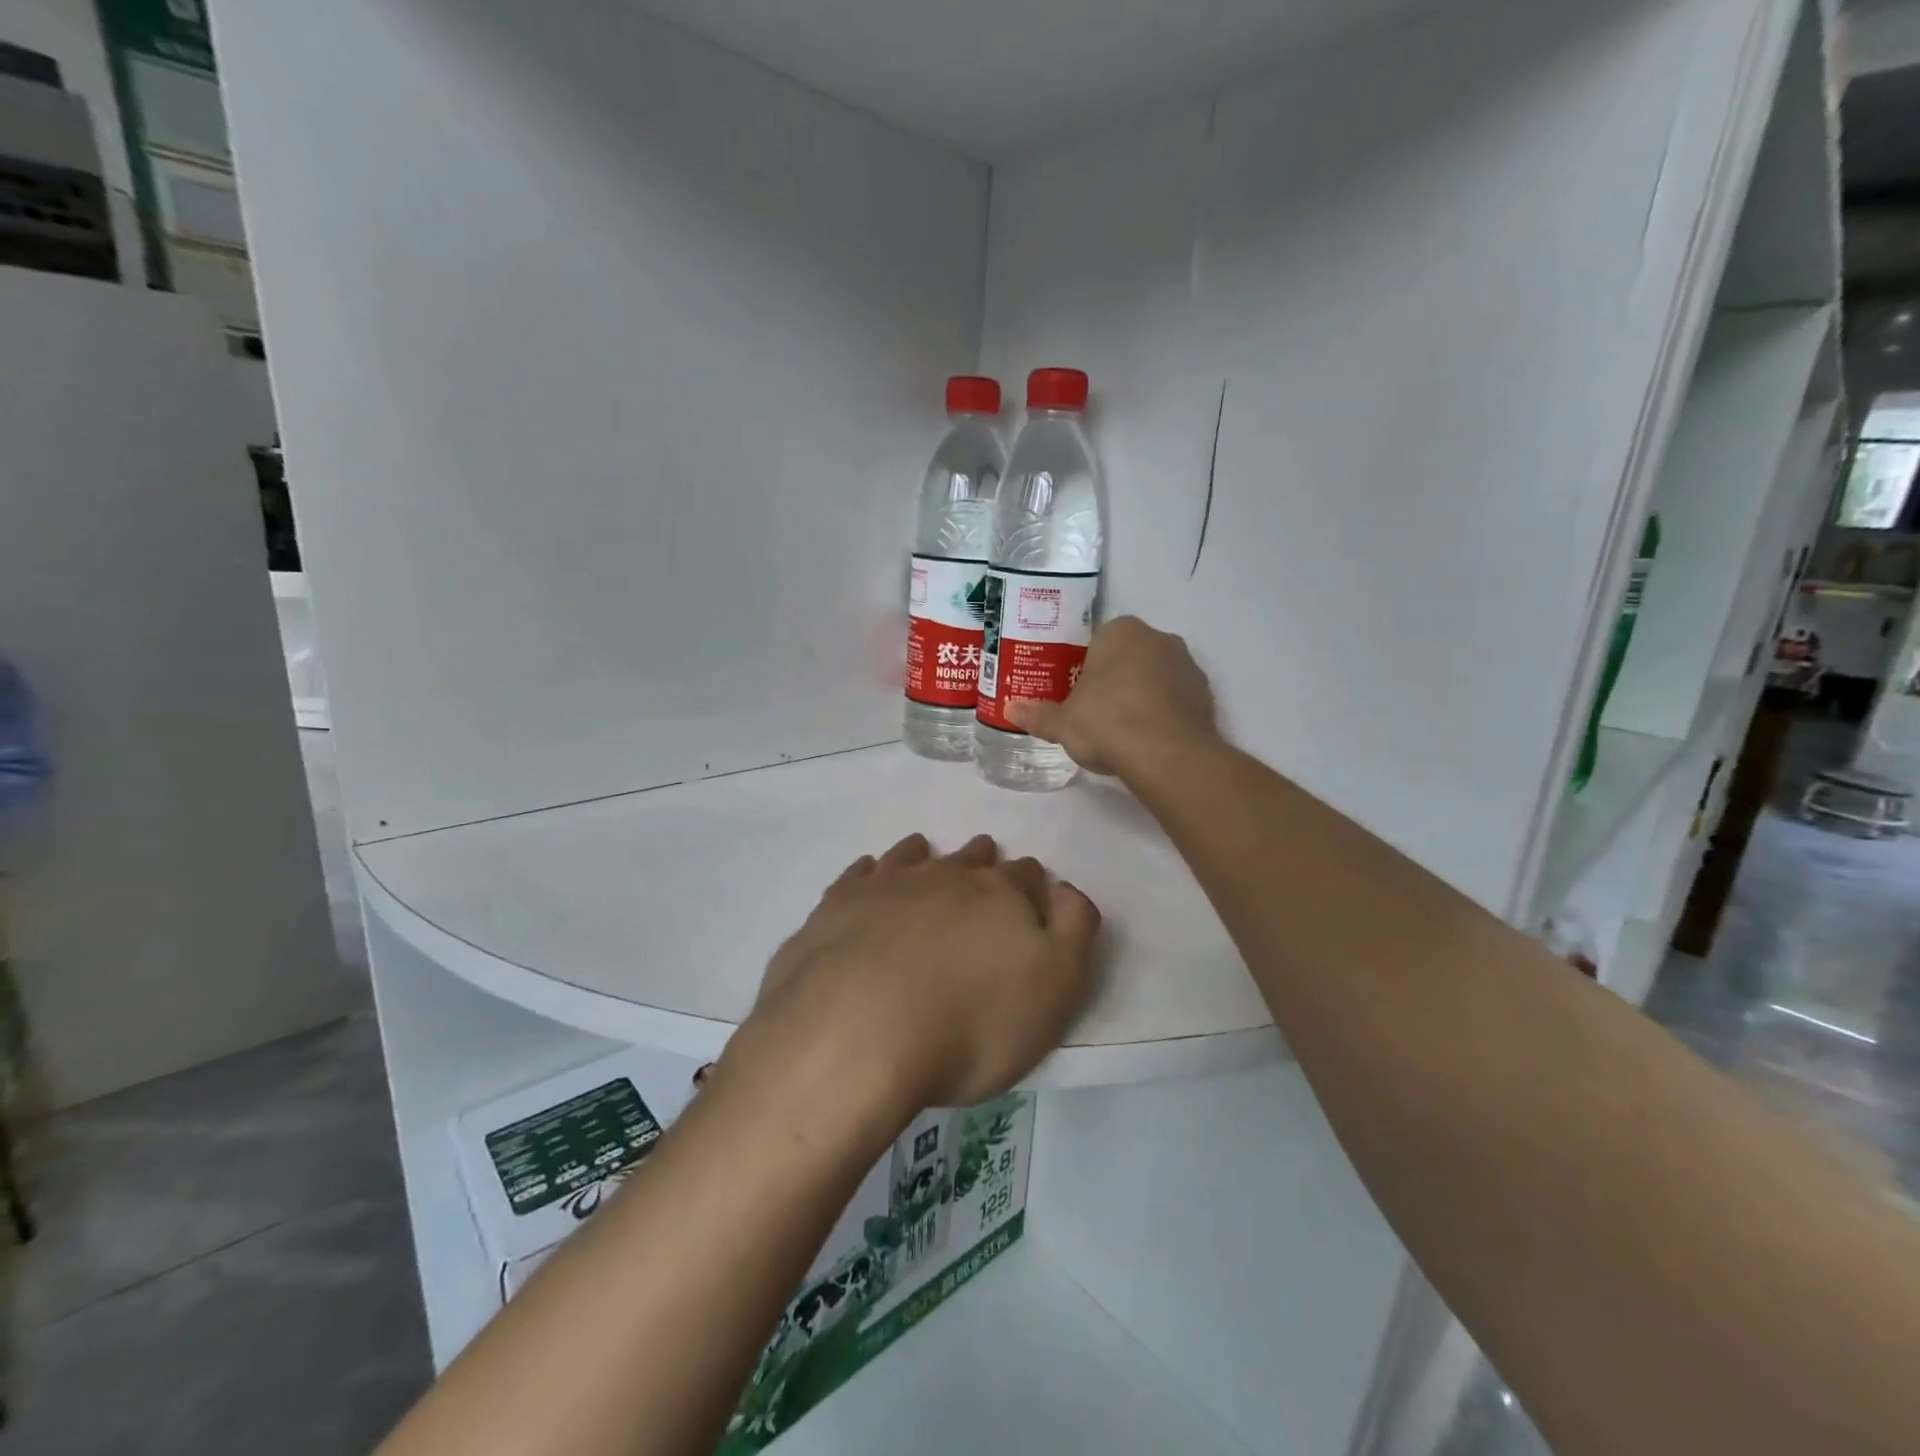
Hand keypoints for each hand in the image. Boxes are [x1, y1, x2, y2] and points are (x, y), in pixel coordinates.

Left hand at [729, 834, 1099, 1114]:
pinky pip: (860, 874)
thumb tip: (1064, 889)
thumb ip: (1072, 930)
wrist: (857, 1031)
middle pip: (972, 859)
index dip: (1031, 885)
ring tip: (927, 854)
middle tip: (983, 871)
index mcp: (999, 895)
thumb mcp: (1054, 988)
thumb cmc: (970, 1022)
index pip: (1026, 876)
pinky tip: (869, 877)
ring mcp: (887, 885)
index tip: (1030, 896)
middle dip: (983, 862)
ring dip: (927, 856)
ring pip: (915, 856)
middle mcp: (945, 876)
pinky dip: (871, 872)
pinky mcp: (838, 904)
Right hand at [1008, 615, 1218, 777]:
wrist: (1167, 754)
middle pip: (1130, 657)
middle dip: (1116, 679)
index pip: (1098, 642)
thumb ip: (1038, 715)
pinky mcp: (1206, 694)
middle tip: (1097, 712)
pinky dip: (1164, 714)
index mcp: (1121, 632)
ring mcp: (1187, 665)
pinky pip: (1176, 699)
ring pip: (1156, 676)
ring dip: (1143, 695)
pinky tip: (1149, 740)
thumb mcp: (1062, 723)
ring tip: (1124, 731)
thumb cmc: (1107, 722)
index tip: (1079, 695)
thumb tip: (1011, 711)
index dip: (1086, 669)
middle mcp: (1158, 638)